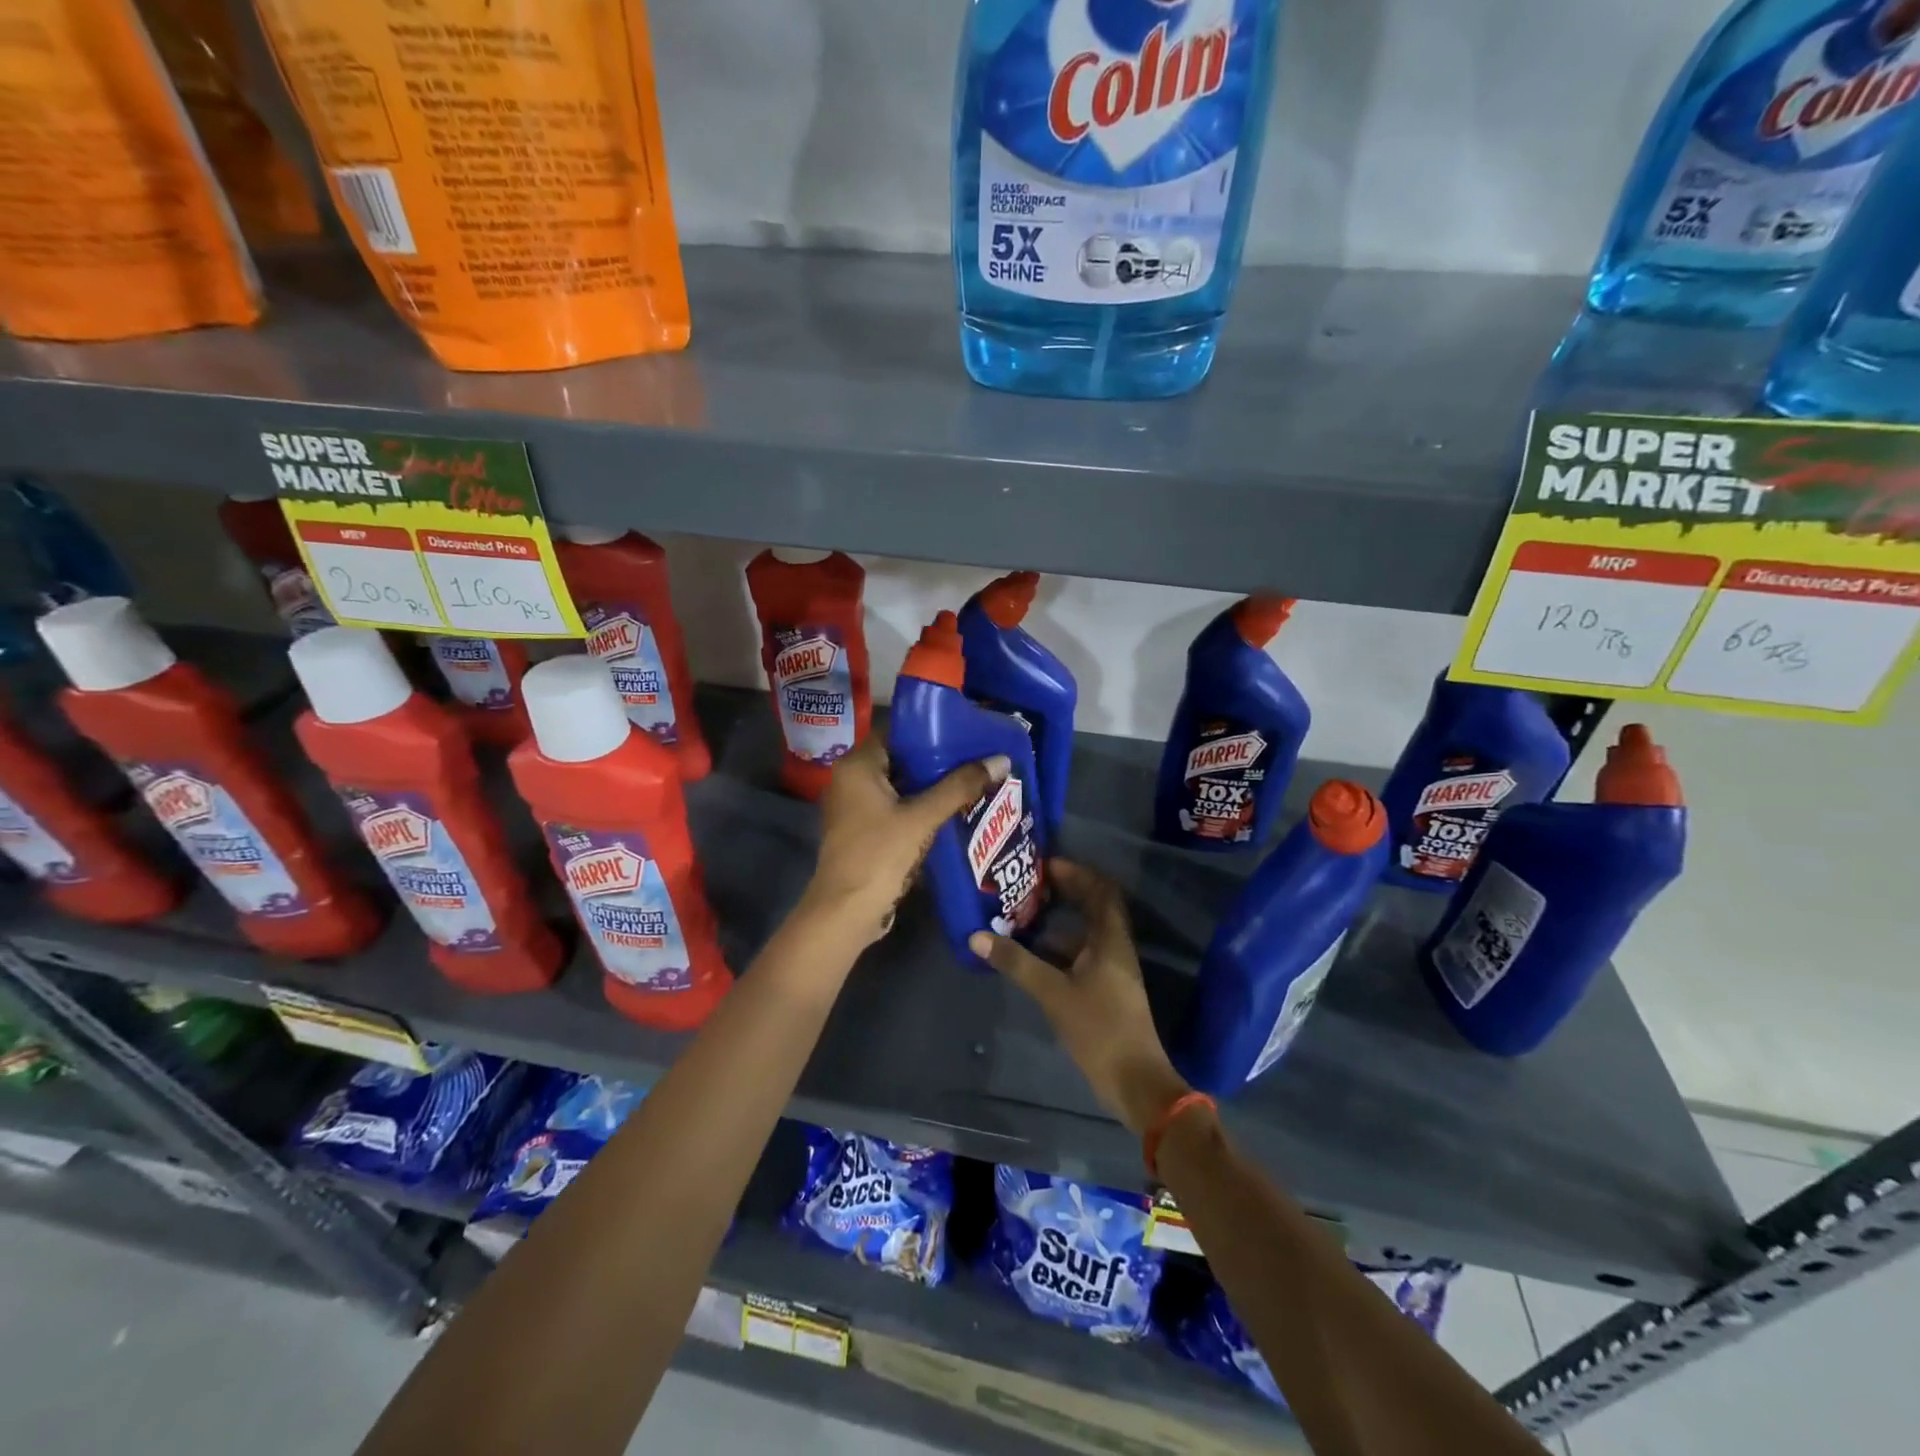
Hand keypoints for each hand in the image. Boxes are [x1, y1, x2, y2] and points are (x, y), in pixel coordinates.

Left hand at [800, 735, 1009, 946]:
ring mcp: (856, 808)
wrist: (847, 912)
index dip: (931, 731)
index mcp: (857, 765)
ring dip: (932, 787)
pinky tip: (953, 811)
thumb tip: (1001, 760)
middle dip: (938, 761)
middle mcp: (851, 780)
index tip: (966, 733)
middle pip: (901, 760)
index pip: (896, 733)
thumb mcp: (922, 817)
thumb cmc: (879, 855)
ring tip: (973, 781)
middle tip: (977, 758)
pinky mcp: (865, 831)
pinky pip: (897, 809)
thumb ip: (960, 787)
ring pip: (901, 786)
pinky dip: (921, 808)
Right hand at [970, 860, 1189, 1135]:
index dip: (1076, 873)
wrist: (1134, 1080)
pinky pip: (1083, 952)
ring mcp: (1113, 969)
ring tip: (1026, 911)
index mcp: (1111, 939)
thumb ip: (1017, 963)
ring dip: (1062, 919)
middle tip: (1031, 883)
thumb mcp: (1053, 993)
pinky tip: (1035, 951)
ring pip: (1088, 931)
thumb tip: (977, 937)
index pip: (1100, 890)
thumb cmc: (1099, 1028)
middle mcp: (1116, 947)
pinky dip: (1061, 945)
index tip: (1045, 865)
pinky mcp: (1106, 989)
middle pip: (1096, 906)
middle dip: (1067, 891)